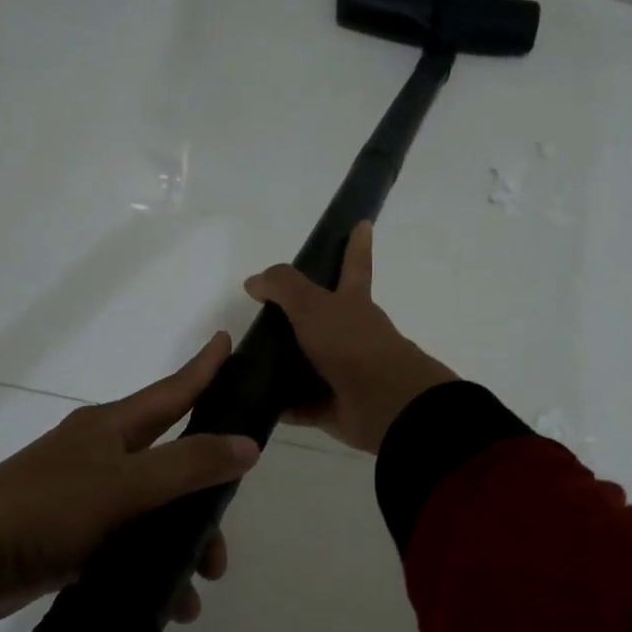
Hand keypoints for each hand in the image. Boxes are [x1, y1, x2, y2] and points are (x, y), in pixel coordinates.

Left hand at [0, 334, 258, 631]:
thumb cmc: (47, 508)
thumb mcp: (127, 485)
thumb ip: (190, 465)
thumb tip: (250, 445)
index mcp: (112, 428)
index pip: (172, 391)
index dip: (204, 368)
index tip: (229, 341)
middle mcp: (103, 456)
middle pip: (172, 463)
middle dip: (205, 496)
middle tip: (224, 530)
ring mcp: (87, 499)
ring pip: (154, 512)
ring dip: (182, 545)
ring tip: (199, 586)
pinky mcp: (74, 539)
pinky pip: (130, 547)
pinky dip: (152, 569)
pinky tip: (169, 604)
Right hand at [244, 222, 457, 454]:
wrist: (385, 404)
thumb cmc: (352, 344)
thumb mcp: (314, 305)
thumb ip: (284, 287)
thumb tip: (255, 282)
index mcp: (353, 303)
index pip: (354, 265)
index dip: (356, 245)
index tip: (362, 224)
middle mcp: (351, 335)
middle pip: (322, 319)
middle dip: (299, 316)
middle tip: (265, 316)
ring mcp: (344, 372)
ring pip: (308, 363)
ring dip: (284, 364)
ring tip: (246, 361)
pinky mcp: (333, 407)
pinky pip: (301, 404)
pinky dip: (282, 404)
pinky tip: (254, 401)